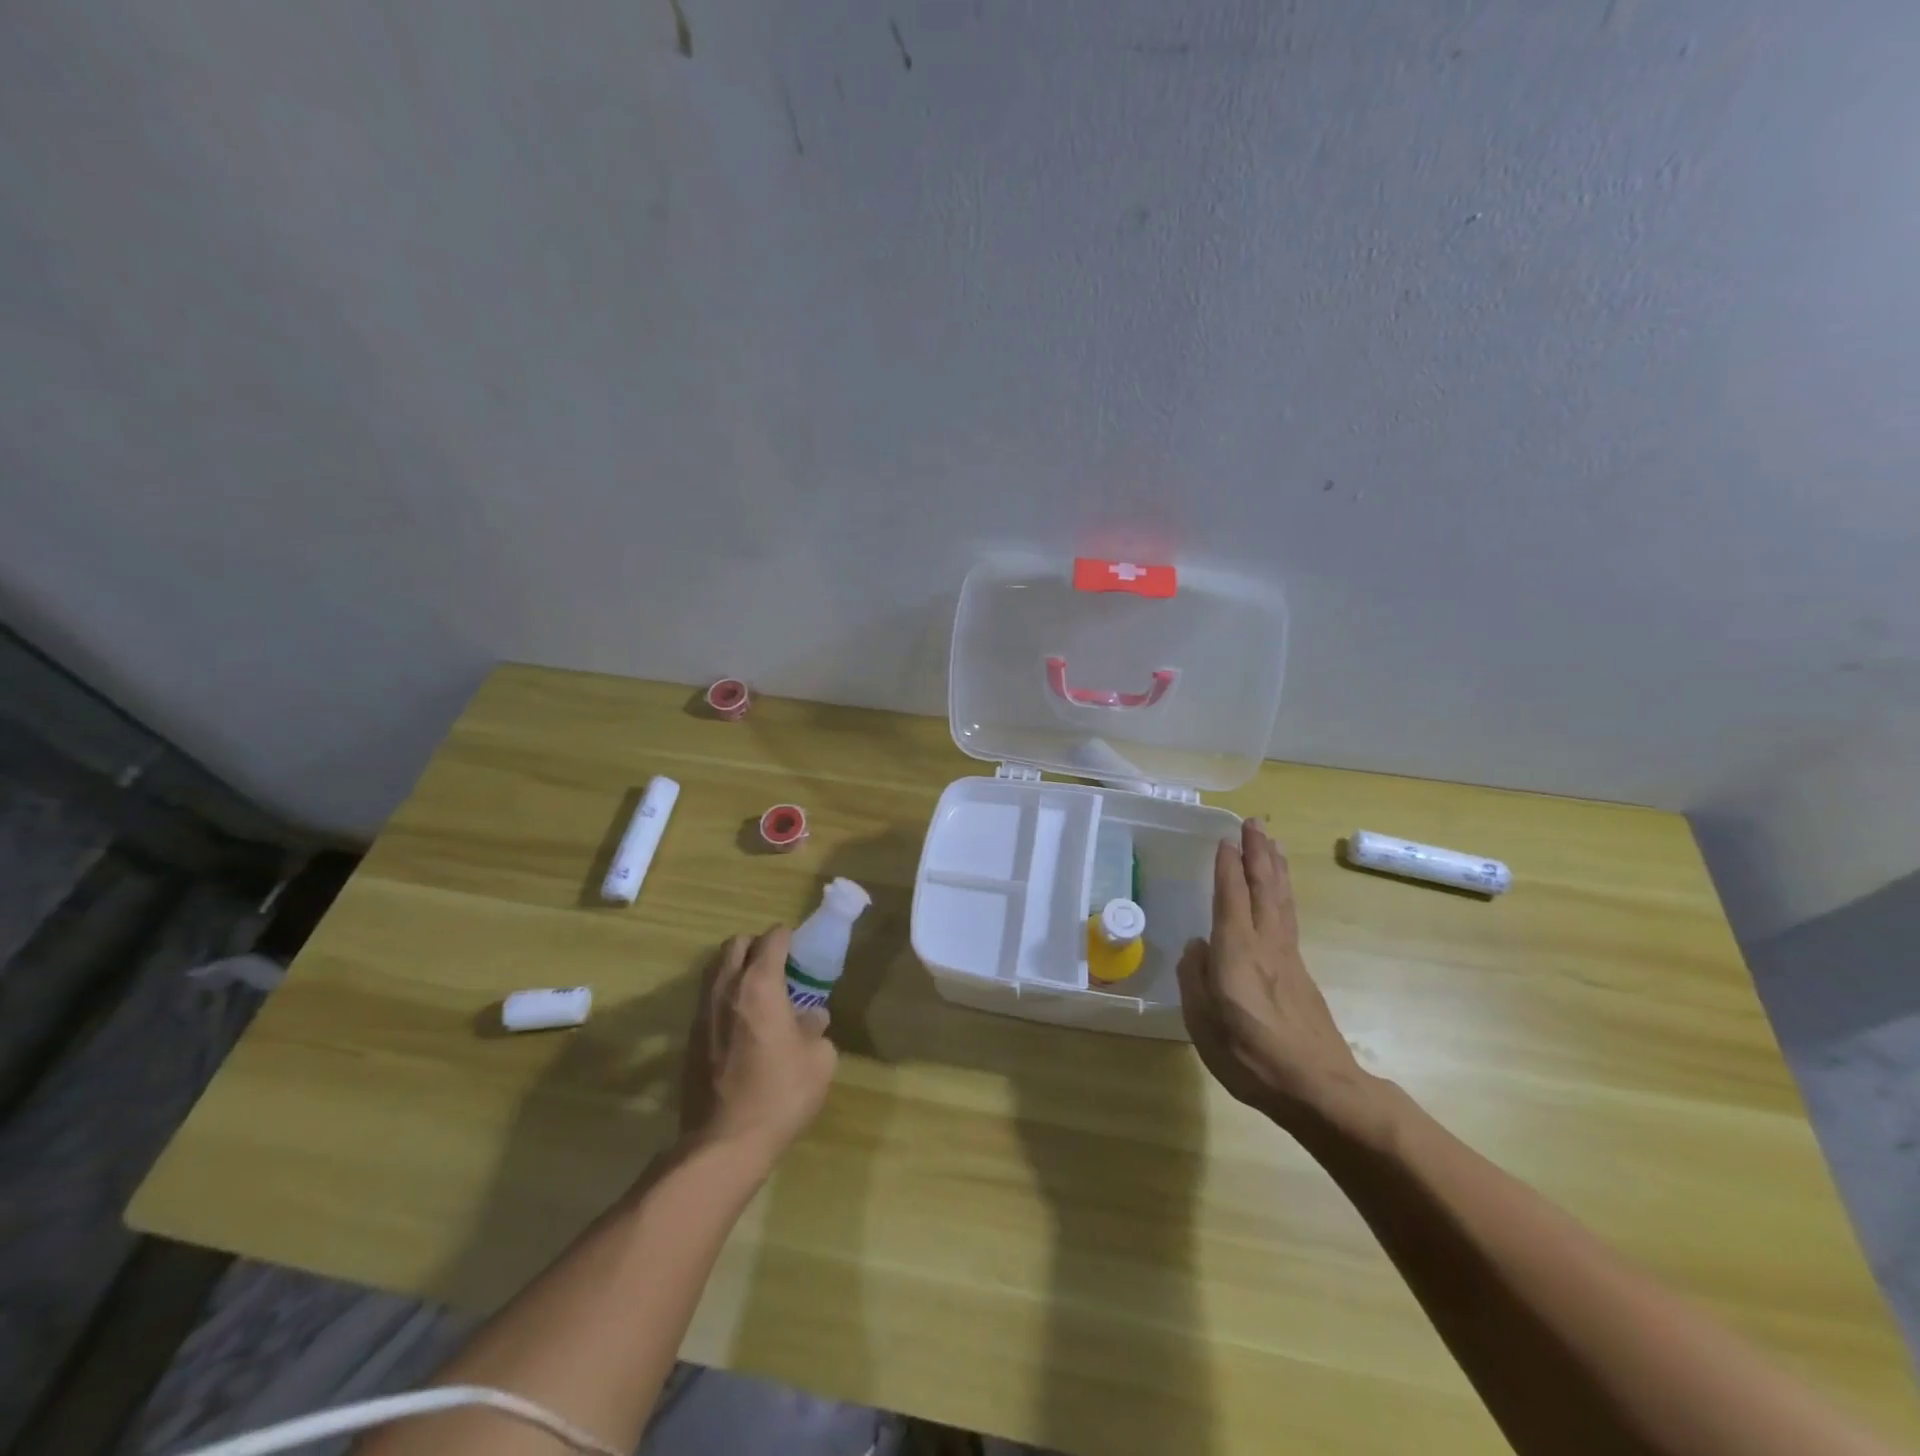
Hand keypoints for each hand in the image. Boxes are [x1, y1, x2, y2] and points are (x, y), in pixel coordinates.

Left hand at [680, 926, 837, 1168]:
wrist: (723, 1143)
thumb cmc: (780, 1094)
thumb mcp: (819, 1060)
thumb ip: (816, 1029)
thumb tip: (811, 1019)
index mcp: (760, 985)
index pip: (771, 939)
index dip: (787, 938)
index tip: (799, 949)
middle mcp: (726, 988)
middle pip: (735, 944)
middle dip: (756, 946)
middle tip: (778, 967)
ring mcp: (702, 1012)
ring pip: (715, 969)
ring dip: (736, 969)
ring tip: (759, 992)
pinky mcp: (690, 1038)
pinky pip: (708, 998)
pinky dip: (725, 996)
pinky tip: (742, 1022)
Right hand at [1178, 819, 1372, 1132]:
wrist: (1318, 1088)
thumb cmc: (1250, 1056)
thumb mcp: (1203, 1022)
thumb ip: (1194, 979)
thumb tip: (1196, 947)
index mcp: (1237, 951)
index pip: (1232, 897)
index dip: (1227, 867)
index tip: (1225, 838)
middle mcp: (1265, 944)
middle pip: (1264, 887)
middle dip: (1258, 853)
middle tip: (1254, 822)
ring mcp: (1288, 957)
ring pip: (1281, 900)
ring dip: (1275, 867)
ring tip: (1272, 843)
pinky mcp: (1300, 973)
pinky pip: (1288, 917)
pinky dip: (1283, 893)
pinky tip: (1280, 893)